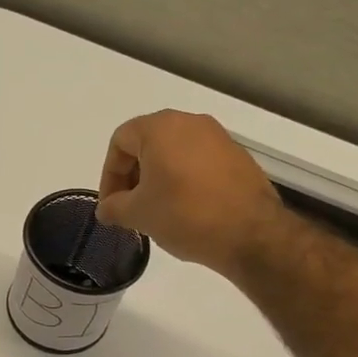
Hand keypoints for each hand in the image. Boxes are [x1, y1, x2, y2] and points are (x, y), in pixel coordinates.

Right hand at [95, 110, 284, 277]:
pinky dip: (183, 180)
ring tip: (156, 211)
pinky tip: (185, 210)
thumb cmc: (185, 215)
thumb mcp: (138, 214)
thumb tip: (106, 209)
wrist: (251, 233)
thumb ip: (113, 207)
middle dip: (133, 176)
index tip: (111, 205)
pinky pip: (198, 162)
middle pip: (147, 144)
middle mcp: (190, 123)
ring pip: (173, 153)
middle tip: (129, 208)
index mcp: (161, 128)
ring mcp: (218, 138)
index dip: (109, 175)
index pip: (120, 141)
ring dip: (157, 179)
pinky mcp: (237, 156)